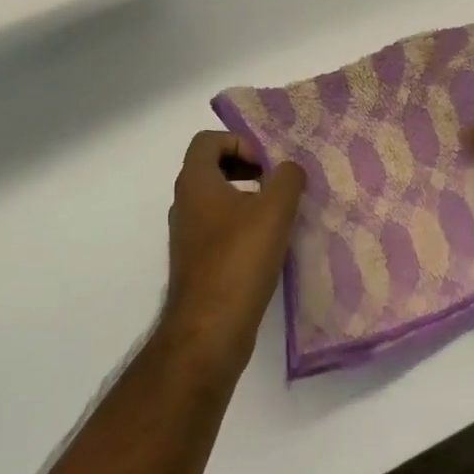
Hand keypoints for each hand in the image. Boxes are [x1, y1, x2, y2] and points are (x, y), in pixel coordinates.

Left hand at [161, 131, 305, 378]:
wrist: (208, 332)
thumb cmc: (239, 261)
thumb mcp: (274, 210)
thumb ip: (287, 178)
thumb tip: (289, 170)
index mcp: (195, 183)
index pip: (208, 140)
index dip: (240, 142)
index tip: (266, 166)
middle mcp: (185, 204)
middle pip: (212, 167)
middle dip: (246, 167)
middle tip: (275, 184)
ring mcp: (188, 235)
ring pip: (216, 199)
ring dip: (246, 197)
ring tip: (277, 214)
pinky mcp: (196, 263)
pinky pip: (218, 227)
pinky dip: (241, 225)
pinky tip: (267, 244)